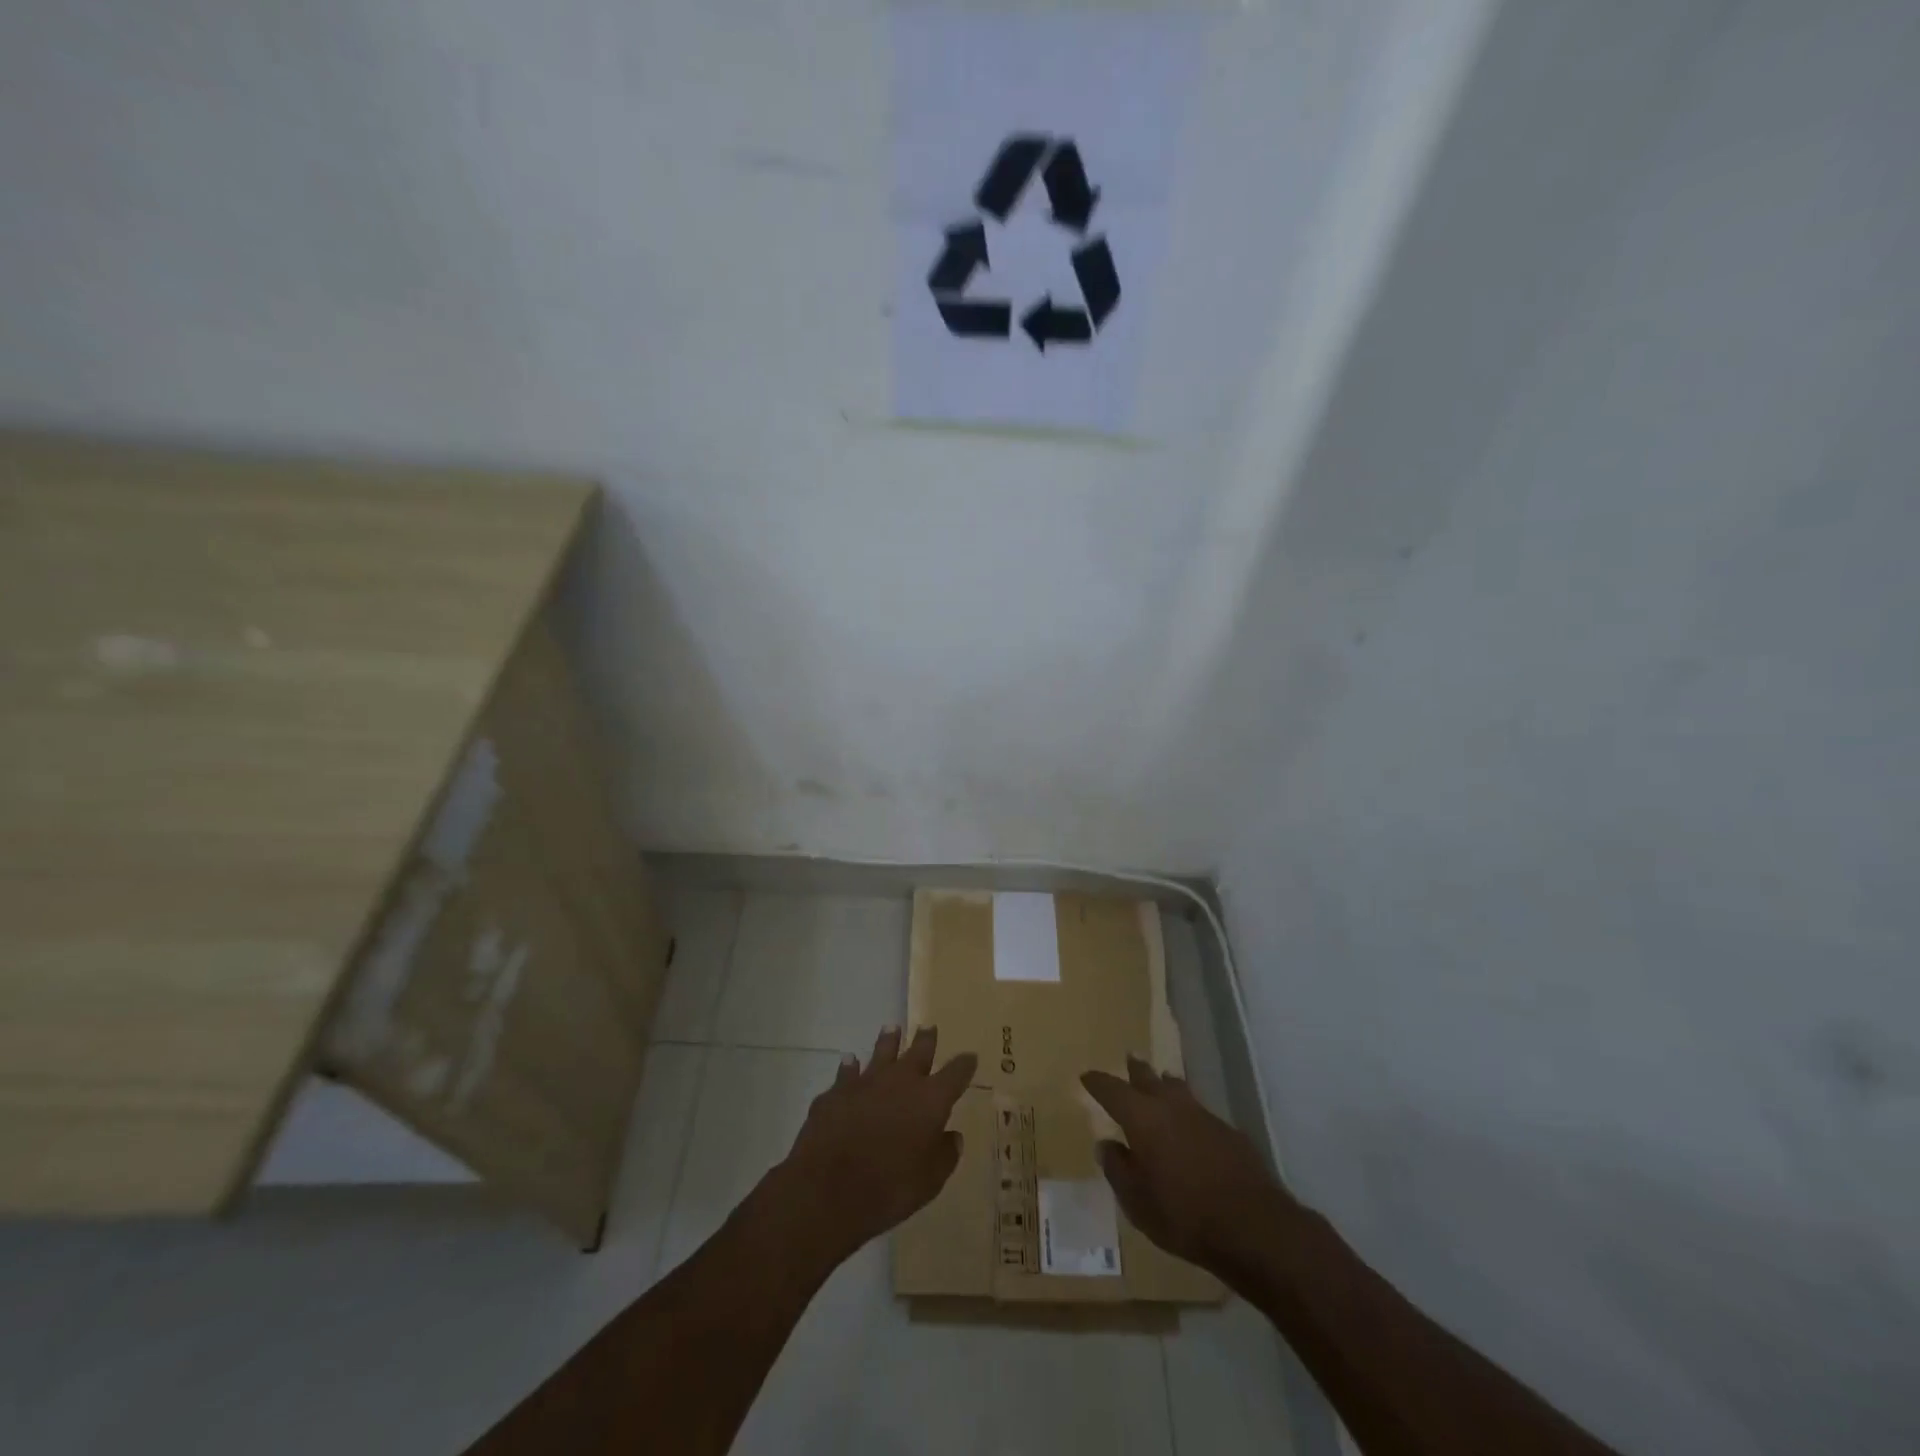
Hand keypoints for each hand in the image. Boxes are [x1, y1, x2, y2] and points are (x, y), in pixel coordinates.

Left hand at [779, 1026, 976, 1262]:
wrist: (828, 1188)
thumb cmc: (889, 1188)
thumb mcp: (929, 1181)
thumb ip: (945, 1155)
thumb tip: (953, 1136)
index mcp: (931, 1099)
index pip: (955, 1073)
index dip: (964, 1064)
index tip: (970, 1057)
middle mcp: (901, 1081)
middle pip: (919, 1051)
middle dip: (926, 1039)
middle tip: (929, 1026)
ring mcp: (866, 1081)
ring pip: (882, 1051)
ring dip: (889, 1040)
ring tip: (892, 1028)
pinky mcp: (836, 1091)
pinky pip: (847, 1072)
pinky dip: (851, 1066)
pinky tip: (850, 1061)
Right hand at [1081, 1056, 1286, 1272]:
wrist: (1253, 1226)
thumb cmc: (1183, 1215)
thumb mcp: (1137, 1202)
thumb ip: (1118, 1169)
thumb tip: (1106, 1145)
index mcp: (1142, 1118)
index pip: (1112, 1090)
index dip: (1098, 1082)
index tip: (1087, 1076)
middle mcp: (1171, 1107)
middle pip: (1148, 1079)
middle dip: (1136, 1070)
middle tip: (1129, 1058)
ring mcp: (1203, 1116)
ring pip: (1178, 1090)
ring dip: (1166, 1084)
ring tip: (1162, 1080)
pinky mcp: (1229, 1132)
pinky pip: (1200, 1112)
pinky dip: (1189, 1112)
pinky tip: (1191, 1126)